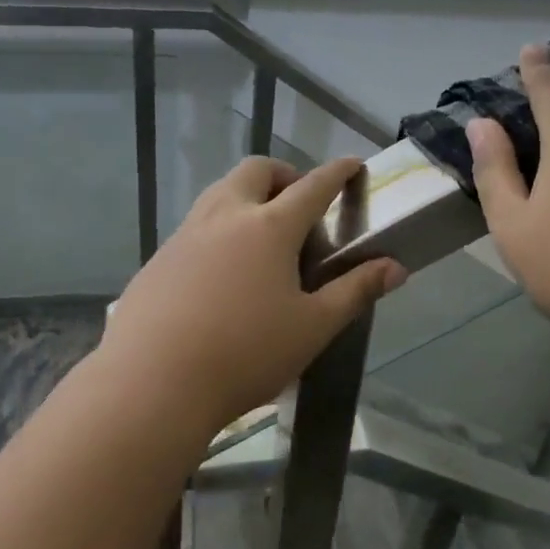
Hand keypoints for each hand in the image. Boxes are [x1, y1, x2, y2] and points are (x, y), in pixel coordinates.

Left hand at [100, 156, 406, 436]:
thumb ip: (355, 291)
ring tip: (262, 238)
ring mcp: (185, 235)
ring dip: (247, 198)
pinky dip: (219, 229)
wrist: (153, 383)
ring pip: (220, 193)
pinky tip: (221, 274)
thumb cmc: (246, 354)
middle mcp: (225, 217)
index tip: (353, 164)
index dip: (338, 173)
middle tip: (300, 207)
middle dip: (285, 176)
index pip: (313, 186)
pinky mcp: (158, 260)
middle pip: (257, 171)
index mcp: (270, 227)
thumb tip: (396, 267)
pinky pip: (195, 226)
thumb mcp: (313, 327)